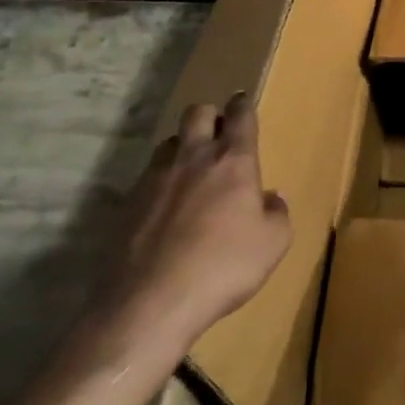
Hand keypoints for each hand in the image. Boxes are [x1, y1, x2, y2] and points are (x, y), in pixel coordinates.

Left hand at [87, 94, 290, 369]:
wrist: (150, 302)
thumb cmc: (224, 267)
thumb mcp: (274, 243)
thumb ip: (277, 213)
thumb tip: (271, 198)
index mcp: (233, 160)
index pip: (240, 115)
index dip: (243, 105)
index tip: (243, 102)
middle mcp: (193, 157)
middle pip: (197, 112)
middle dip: (210, 116)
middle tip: (218, 134)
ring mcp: (155, 178)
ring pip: (168, 142)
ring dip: (182, 147)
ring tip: (189, 170)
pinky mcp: (127, 204)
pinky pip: (146, 178)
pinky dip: (159, 183)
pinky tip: (163, 208)